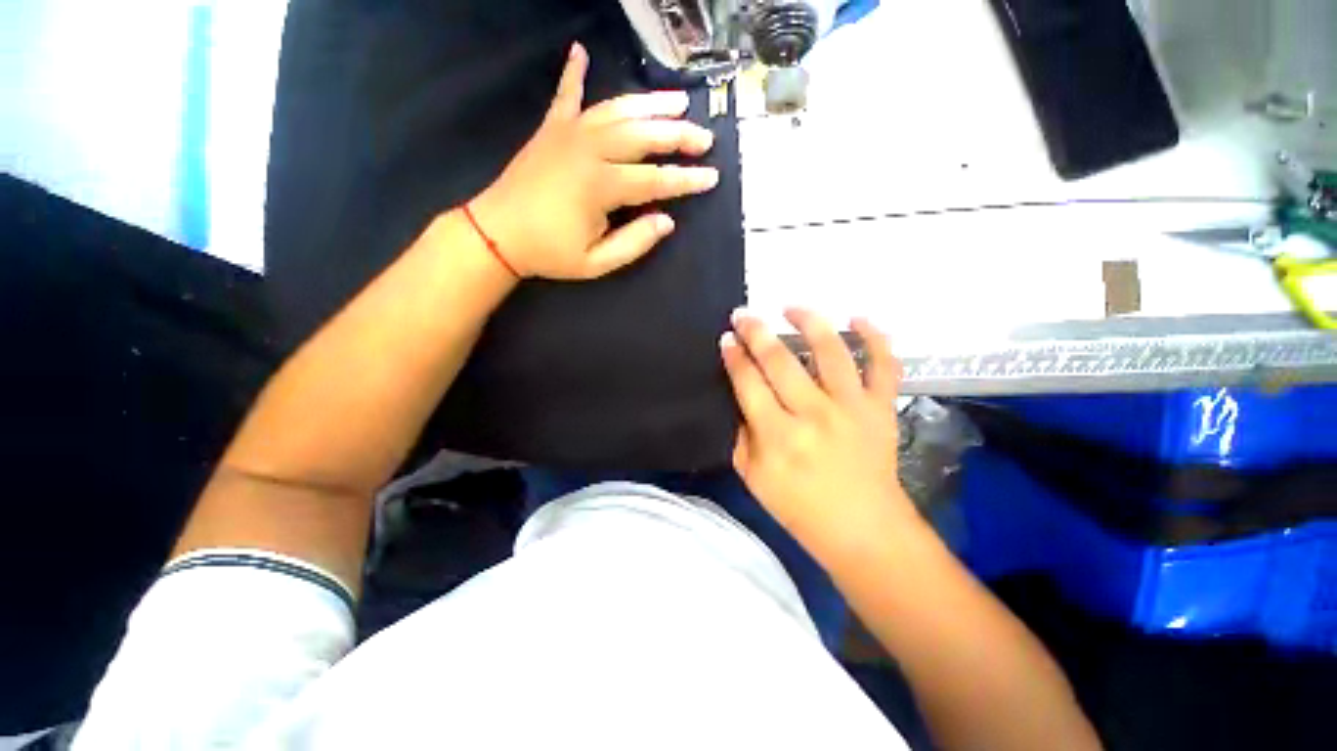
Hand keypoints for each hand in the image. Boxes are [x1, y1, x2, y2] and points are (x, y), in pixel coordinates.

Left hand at [470, 42, 719, 280]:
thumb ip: (634, 243)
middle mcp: (589, 149)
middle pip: (643, 135)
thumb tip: (666, 221)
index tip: (711, 178)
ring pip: (618, 110)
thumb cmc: (549, 253)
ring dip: (650, 103)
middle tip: (705, 138)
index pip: (655, 179)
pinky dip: (575, 71)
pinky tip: (581, 50)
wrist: (497, 234)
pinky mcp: (551, 128)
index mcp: (600, 186)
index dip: (686, 180)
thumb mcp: (596, 263)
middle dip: (678, 136)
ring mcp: (568, 133)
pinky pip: (566, 94)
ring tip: (679, 101)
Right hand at [721, 308, 912, 561]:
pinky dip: (876, 338)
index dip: (734, 357)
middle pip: (779, 361)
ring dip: (809, 322)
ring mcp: (852, 408)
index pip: (748, 383)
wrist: (864, 532)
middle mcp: (814, 414)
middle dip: (756, 332)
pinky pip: (883, 365)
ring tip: (791, 307)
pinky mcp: (881, 409)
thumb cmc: (801, 510)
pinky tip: (858, 318)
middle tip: (743, 314)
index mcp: (778, 436)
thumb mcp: (753, 479)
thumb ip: (743, 435)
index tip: (727, 338)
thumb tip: (744, 398)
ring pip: (830, 351)